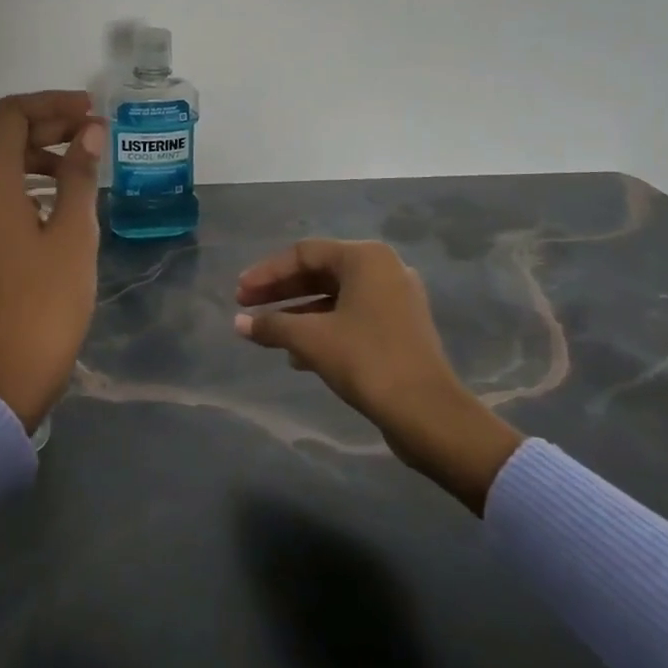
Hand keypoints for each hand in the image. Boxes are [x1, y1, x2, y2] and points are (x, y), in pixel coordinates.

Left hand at [0, 91, 106, 432]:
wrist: (7, 374)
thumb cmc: (47, 302)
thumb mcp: (74, 233)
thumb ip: (79, 174)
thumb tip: (89, 131)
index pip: (10, 114)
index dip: (52, 104)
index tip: (91, 112)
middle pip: (2, 136)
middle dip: (49, 125)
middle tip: (94, 131)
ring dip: (39, 153)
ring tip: (83, 162)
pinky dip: (25, 181)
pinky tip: (60, 197)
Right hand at [234, 239, 524, 513]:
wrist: (428, 413)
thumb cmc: (366, 361)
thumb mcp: (310, 339)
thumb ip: (271, 325)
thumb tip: (238, 323)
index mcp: (365, 258)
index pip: (303, 254)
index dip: (266, 273)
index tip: (239, 294)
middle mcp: (383, 269)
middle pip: (319, 273)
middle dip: (280, 292)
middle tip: (246, 307)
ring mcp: (396, 299)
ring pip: (334, 297)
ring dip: (298, 313)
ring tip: (268, 333)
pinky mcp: (400, 328)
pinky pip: (351, 317)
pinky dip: (322, 328)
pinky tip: (298, 355)